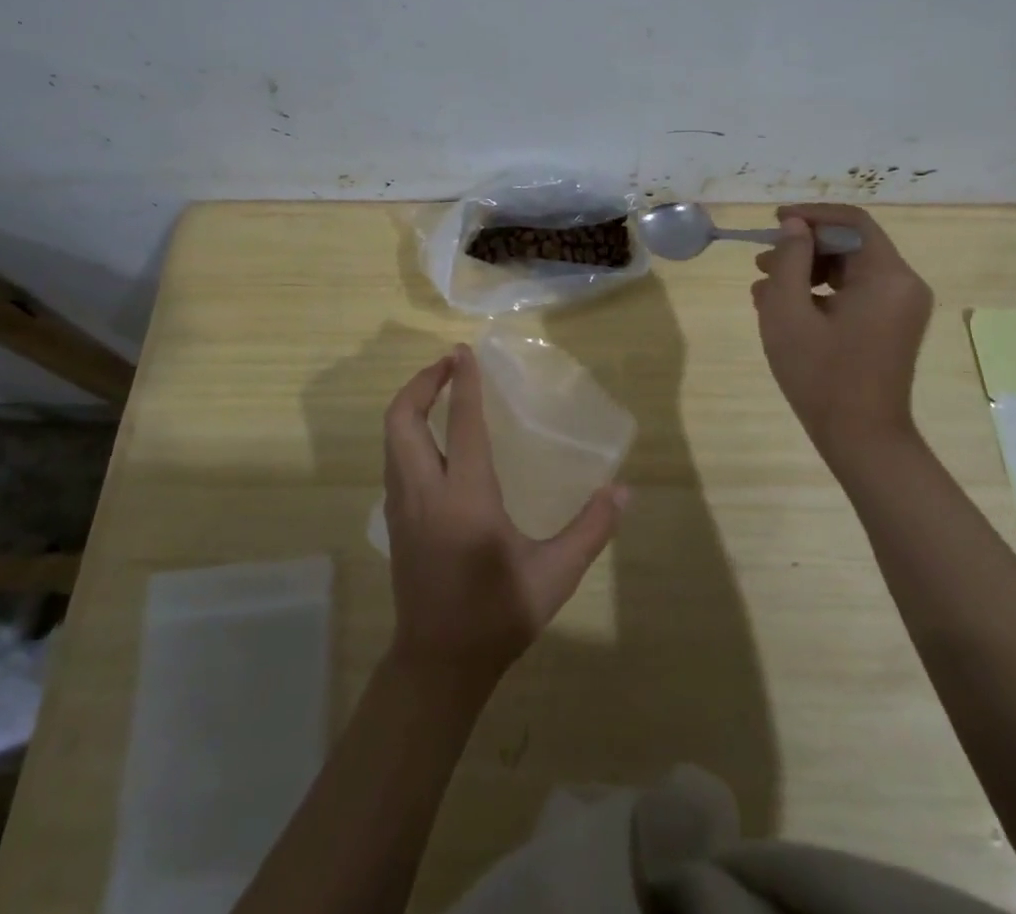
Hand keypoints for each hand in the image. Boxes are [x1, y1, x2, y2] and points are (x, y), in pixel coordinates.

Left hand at [381, 345, 627, 692]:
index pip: (461, 424)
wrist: (438, 665)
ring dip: (411, 404)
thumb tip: (624, 491)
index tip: (463, 350)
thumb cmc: (498, 615)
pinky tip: (431, 437)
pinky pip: (392, 458)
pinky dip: (406, 431)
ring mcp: (401, 506)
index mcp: (465, 498)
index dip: (462, 382)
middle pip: (402, 419)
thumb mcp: (554, 575)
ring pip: (391, 437)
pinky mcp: (394, 519)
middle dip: (421, 383)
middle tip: (448, 364)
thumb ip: (591, 529)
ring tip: (439, 389)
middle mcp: (425, 492)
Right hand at [750, 204, 933, 455]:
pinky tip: (786, 308)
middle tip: (762, 261)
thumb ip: (790, 260)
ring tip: (765, 287)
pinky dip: (821, 291)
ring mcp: (900, 306)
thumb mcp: (789, 312)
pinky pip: (855, 291)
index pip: (851, 221)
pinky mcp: (892, 325)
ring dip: (807, 270)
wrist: (862, 439)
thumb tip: (794, 225)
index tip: (774, 222)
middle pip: (850, 244)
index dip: (810, 215)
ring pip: (850, 268)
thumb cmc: (821, 375)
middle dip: (803, 247)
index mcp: (887, 276)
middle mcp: (903, 284)